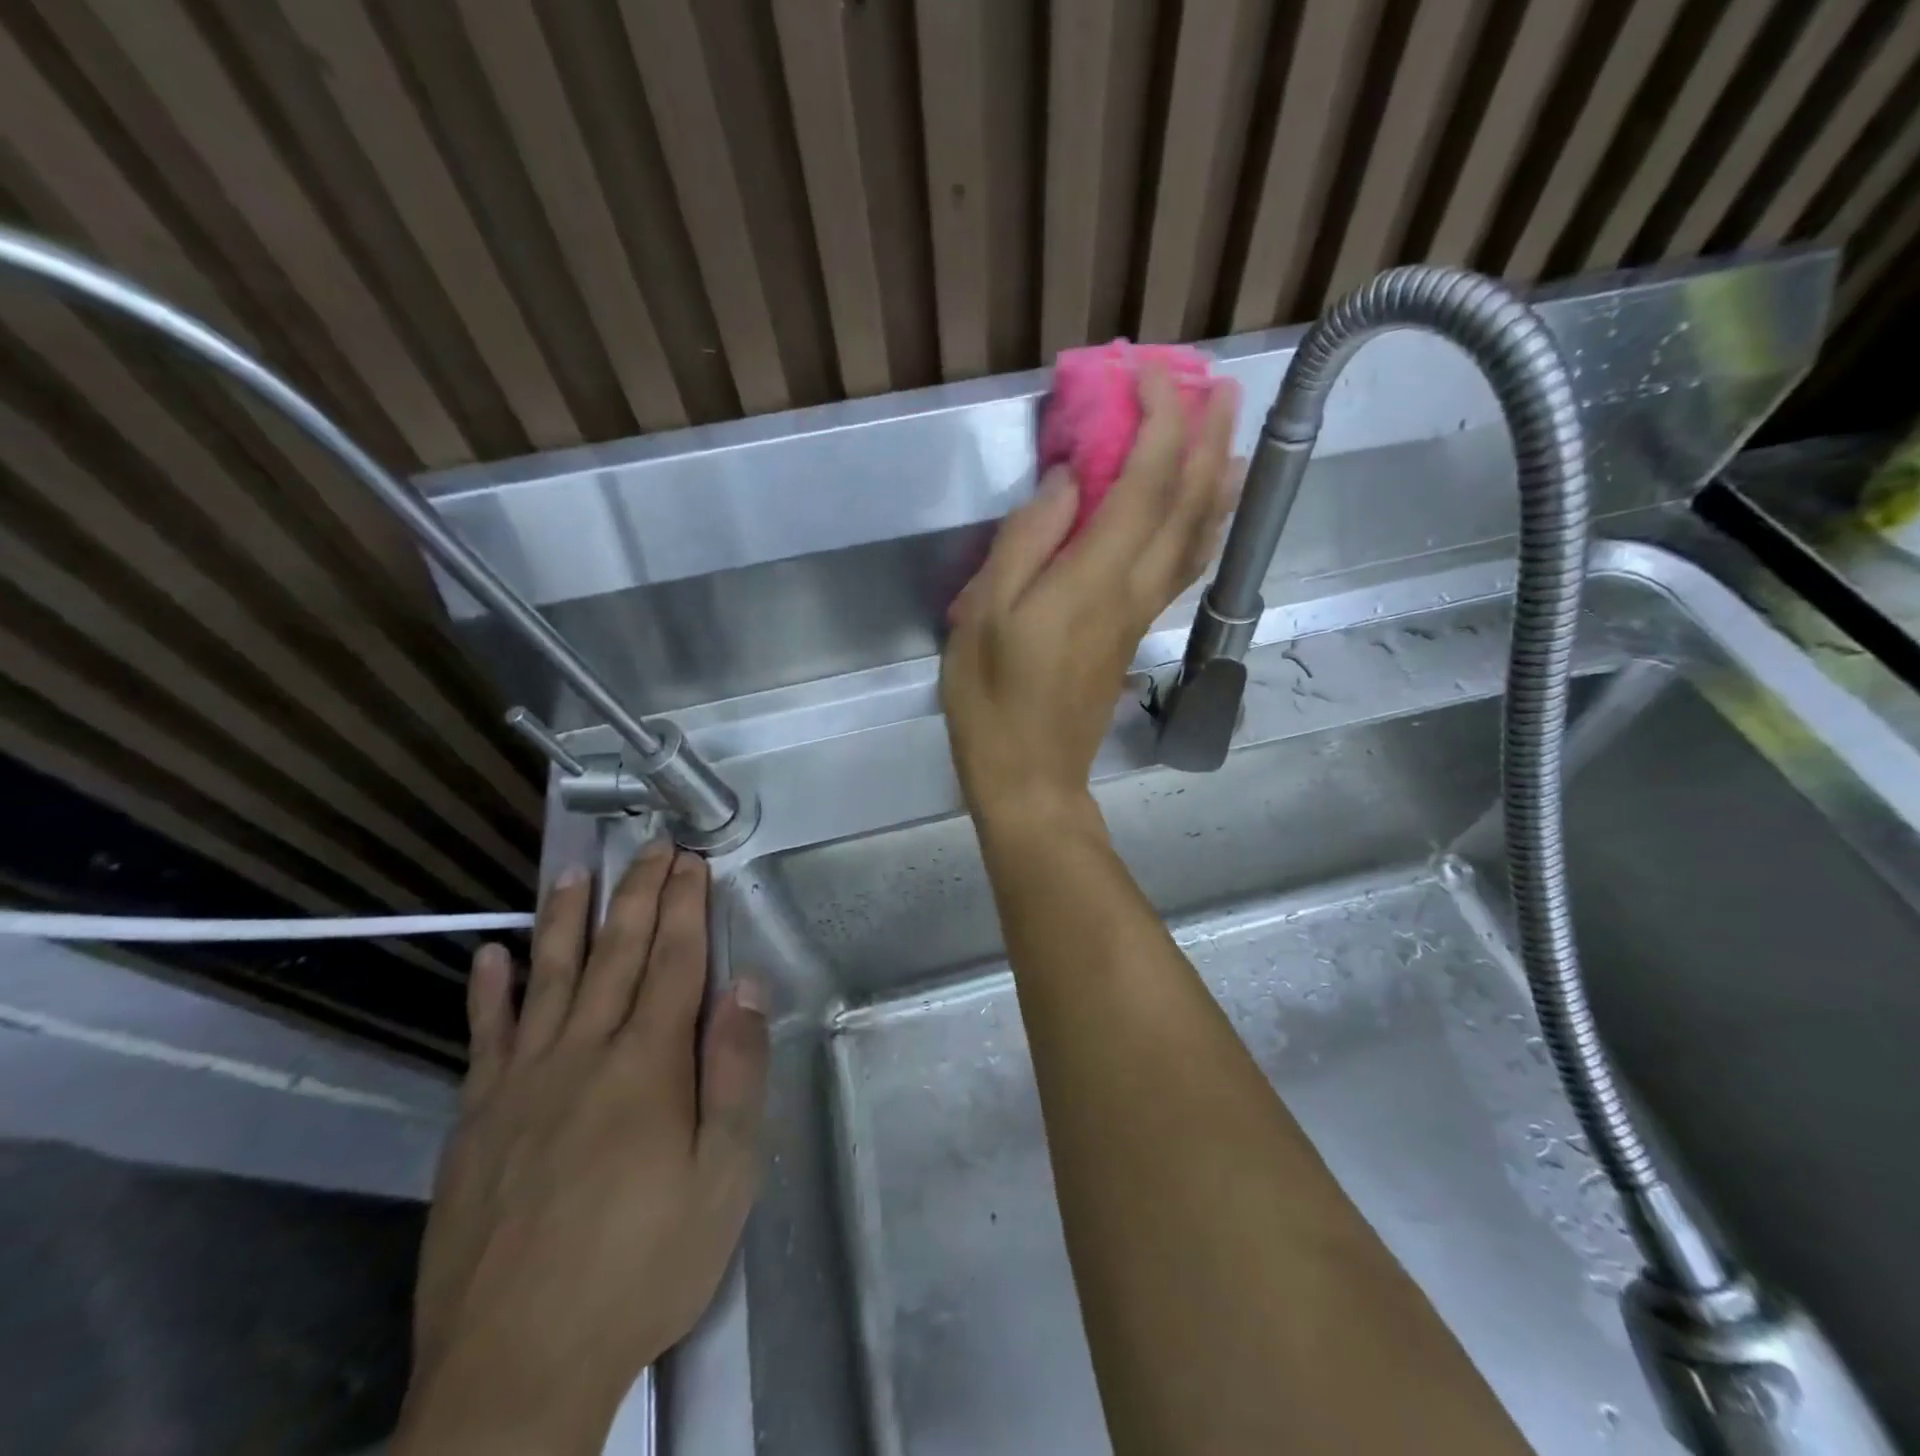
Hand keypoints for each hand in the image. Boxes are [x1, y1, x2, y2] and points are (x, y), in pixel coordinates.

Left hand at [395, 845, 769, 1454]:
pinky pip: (483, 1039)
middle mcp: (583, 1054)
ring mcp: (521, 1084)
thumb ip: (735, 1073)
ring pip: (548, 979)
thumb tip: (744, 986)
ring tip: (573, 871)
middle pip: (616, 955)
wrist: (517, 1368)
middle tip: (649, 847)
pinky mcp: (475, 1121)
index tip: (691, 862)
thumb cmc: (644, 1266)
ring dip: (565, 919)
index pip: (674, 962)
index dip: (685, 907)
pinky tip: (490, 956)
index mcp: (647, 1065)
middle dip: (638, 895)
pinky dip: (488, 992)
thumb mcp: (723, 1177)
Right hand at [941, 367, 1238, 825]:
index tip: (1149, 374)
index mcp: (1094, 578)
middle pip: (1187, 503)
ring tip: (1229, 435)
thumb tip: (1064, 482)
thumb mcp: (983, 615)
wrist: (1031, 775)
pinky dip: (1202, 526)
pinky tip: (1205, 512)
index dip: (1158, 422)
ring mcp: (1141, 613)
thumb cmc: (993, 699)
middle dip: (1205, 438)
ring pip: (1197, 536)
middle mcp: (1134, 588)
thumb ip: (1025, 542)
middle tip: (1216, 385)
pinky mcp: (1135, 631)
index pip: (1145, 482)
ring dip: (1216, 479)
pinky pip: (1183, 566)